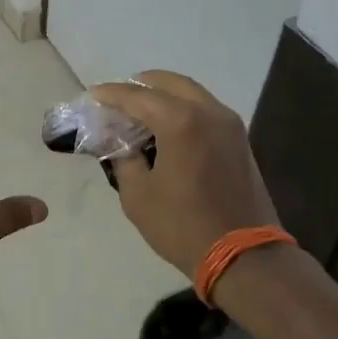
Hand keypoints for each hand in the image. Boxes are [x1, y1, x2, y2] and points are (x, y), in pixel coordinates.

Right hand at [91, 71, 280, 278]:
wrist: (244, 255)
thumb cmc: (182, 226)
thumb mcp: (138, 195)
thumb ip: (124, 159)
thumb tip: (121, 142)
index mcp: (180, 121)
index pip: (137, 96)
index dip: (111, 94)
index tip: (93, 95)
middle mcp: (208, 112)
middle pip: (170, 83)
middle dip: (141, 86)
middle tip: (119, 99)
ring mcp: (229, 124)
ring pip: (192, 94)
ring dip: (165, 96)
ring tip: (141, 113)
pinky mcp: (240, 140)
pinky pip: (206, 110)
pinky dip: (184, 109)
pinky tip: (168, 129)